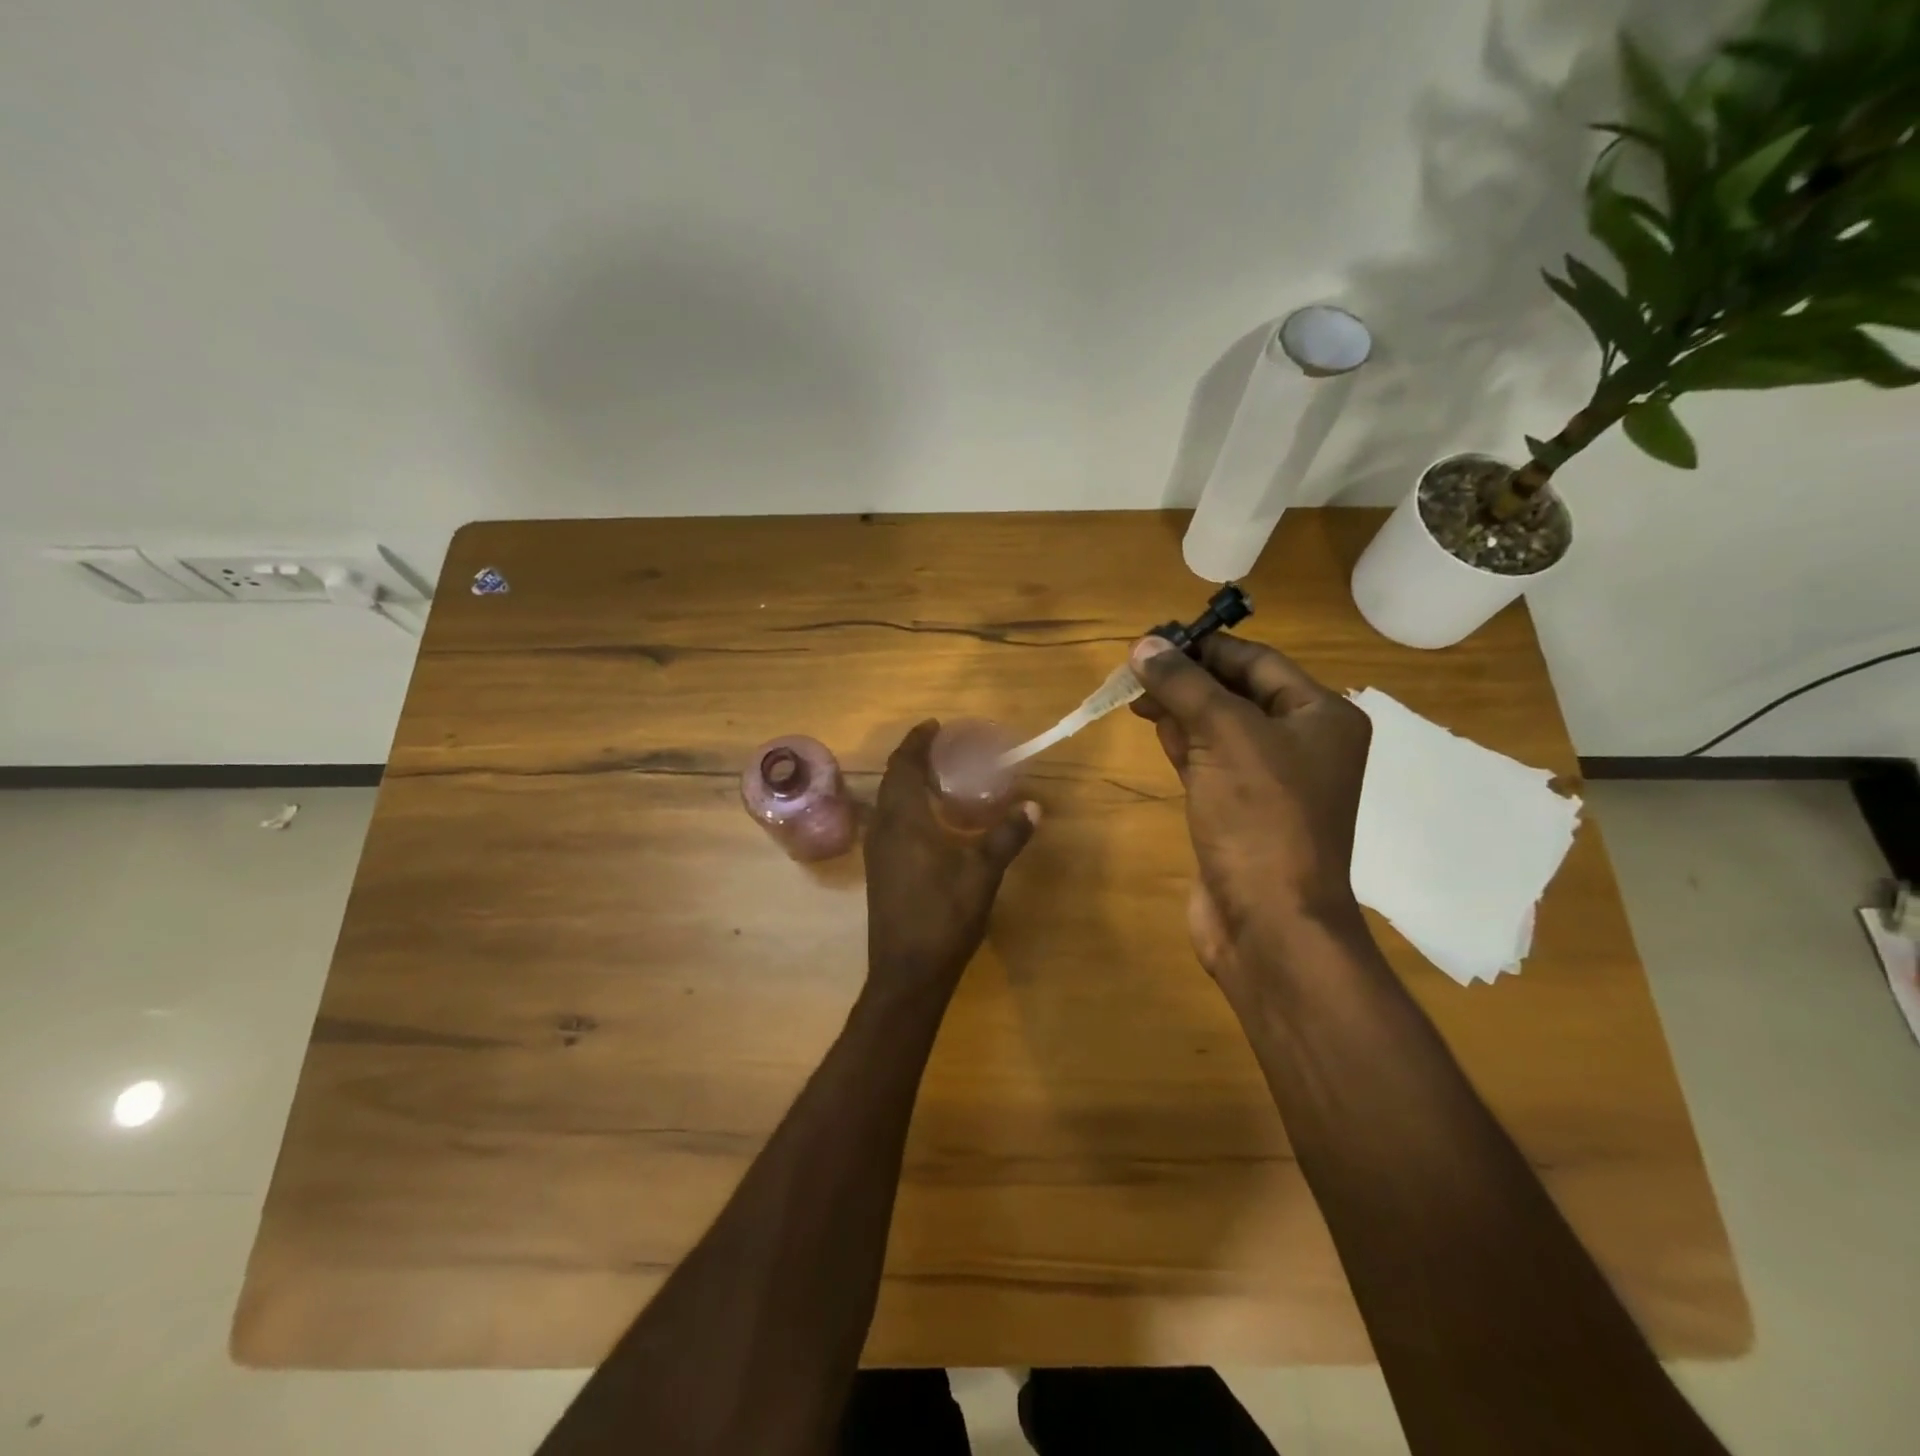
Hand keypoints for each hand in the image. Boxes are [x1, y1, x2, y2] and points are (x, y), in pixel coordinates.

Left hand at [864, 721, 1038, 997]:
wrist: (908, 971)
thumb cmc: (944, 916)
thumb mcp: (982, 874)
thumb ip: (1006, 836)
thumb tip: (1033, 805)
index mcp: (904, 821)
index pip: (904, 767)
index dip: (917, 743)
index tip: (934, 726)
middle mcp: (884, 829)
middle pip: (891, 780)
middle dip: (912, 758)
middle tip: (940, 746)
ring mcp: (877, 851)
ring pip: (887, 802)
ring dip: (905, 782)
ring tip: (935, 776)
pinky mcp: (880, 870)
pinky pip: (888, 821)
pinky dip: (904, 805)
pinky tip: (928, 819)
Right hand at [1129, 633, 1371, 992]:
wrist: (1269, 921)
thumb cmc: (1260, 817)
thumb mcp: (1224, 735)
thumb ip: (1185, 684)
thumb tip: (1144, 645)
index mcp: (1321, 716)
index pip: (1257, 661)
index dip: (1204, 647)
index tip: (1152, 641)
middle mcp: (1303, 743)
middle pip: (1237, 691)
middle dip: (1187, 678)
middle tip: (1136, 669)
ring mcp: (1272, 781)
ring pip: (1220, 726)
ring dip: (1181, 708)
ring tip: (1136, 695)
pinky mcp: (1241, 810)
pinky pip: (1210, 761)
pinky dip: (1183, 742)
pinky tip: (1156, 729)